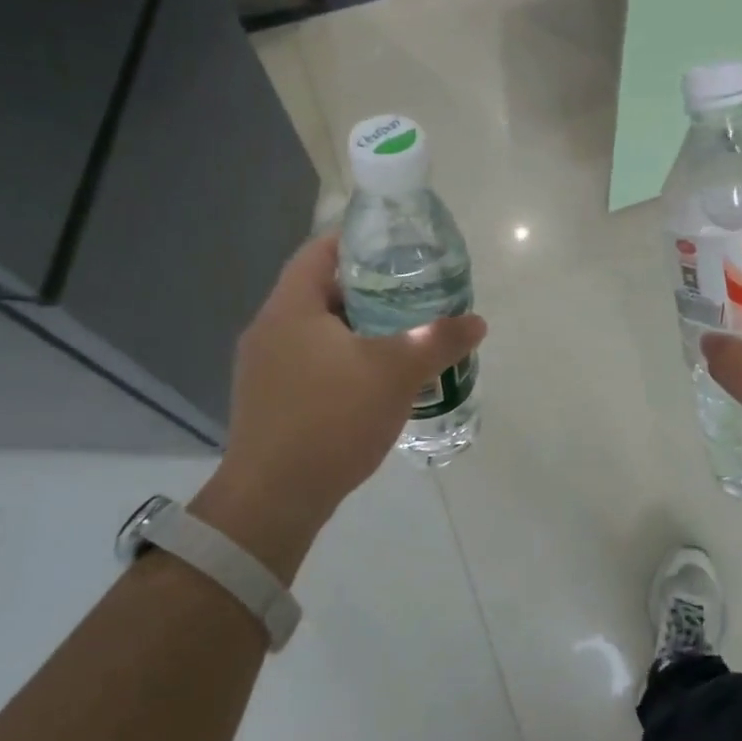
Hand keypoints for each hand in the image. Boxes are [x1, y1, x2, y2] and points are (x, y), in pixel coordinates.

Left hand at [190, 235, 485, 580]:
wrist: (273, 499)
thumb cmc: (331, 419)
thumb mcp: (396, 372)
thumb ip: (439, 340)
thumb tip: (477, 321)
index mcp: (290, 308)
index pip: (320, 250)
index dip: (358, 240)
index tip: (398, 247)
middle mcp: (269, 330)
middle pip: (321, 291)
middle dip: (368, 290)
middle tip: (413, 294)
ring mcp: (264, 369)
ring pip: (318, 332)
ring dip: (358, 329)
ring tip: (403, 336)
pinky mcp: (271, 402)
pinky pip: (312, 364)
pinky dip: (345, 361)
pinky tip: (376, 382)